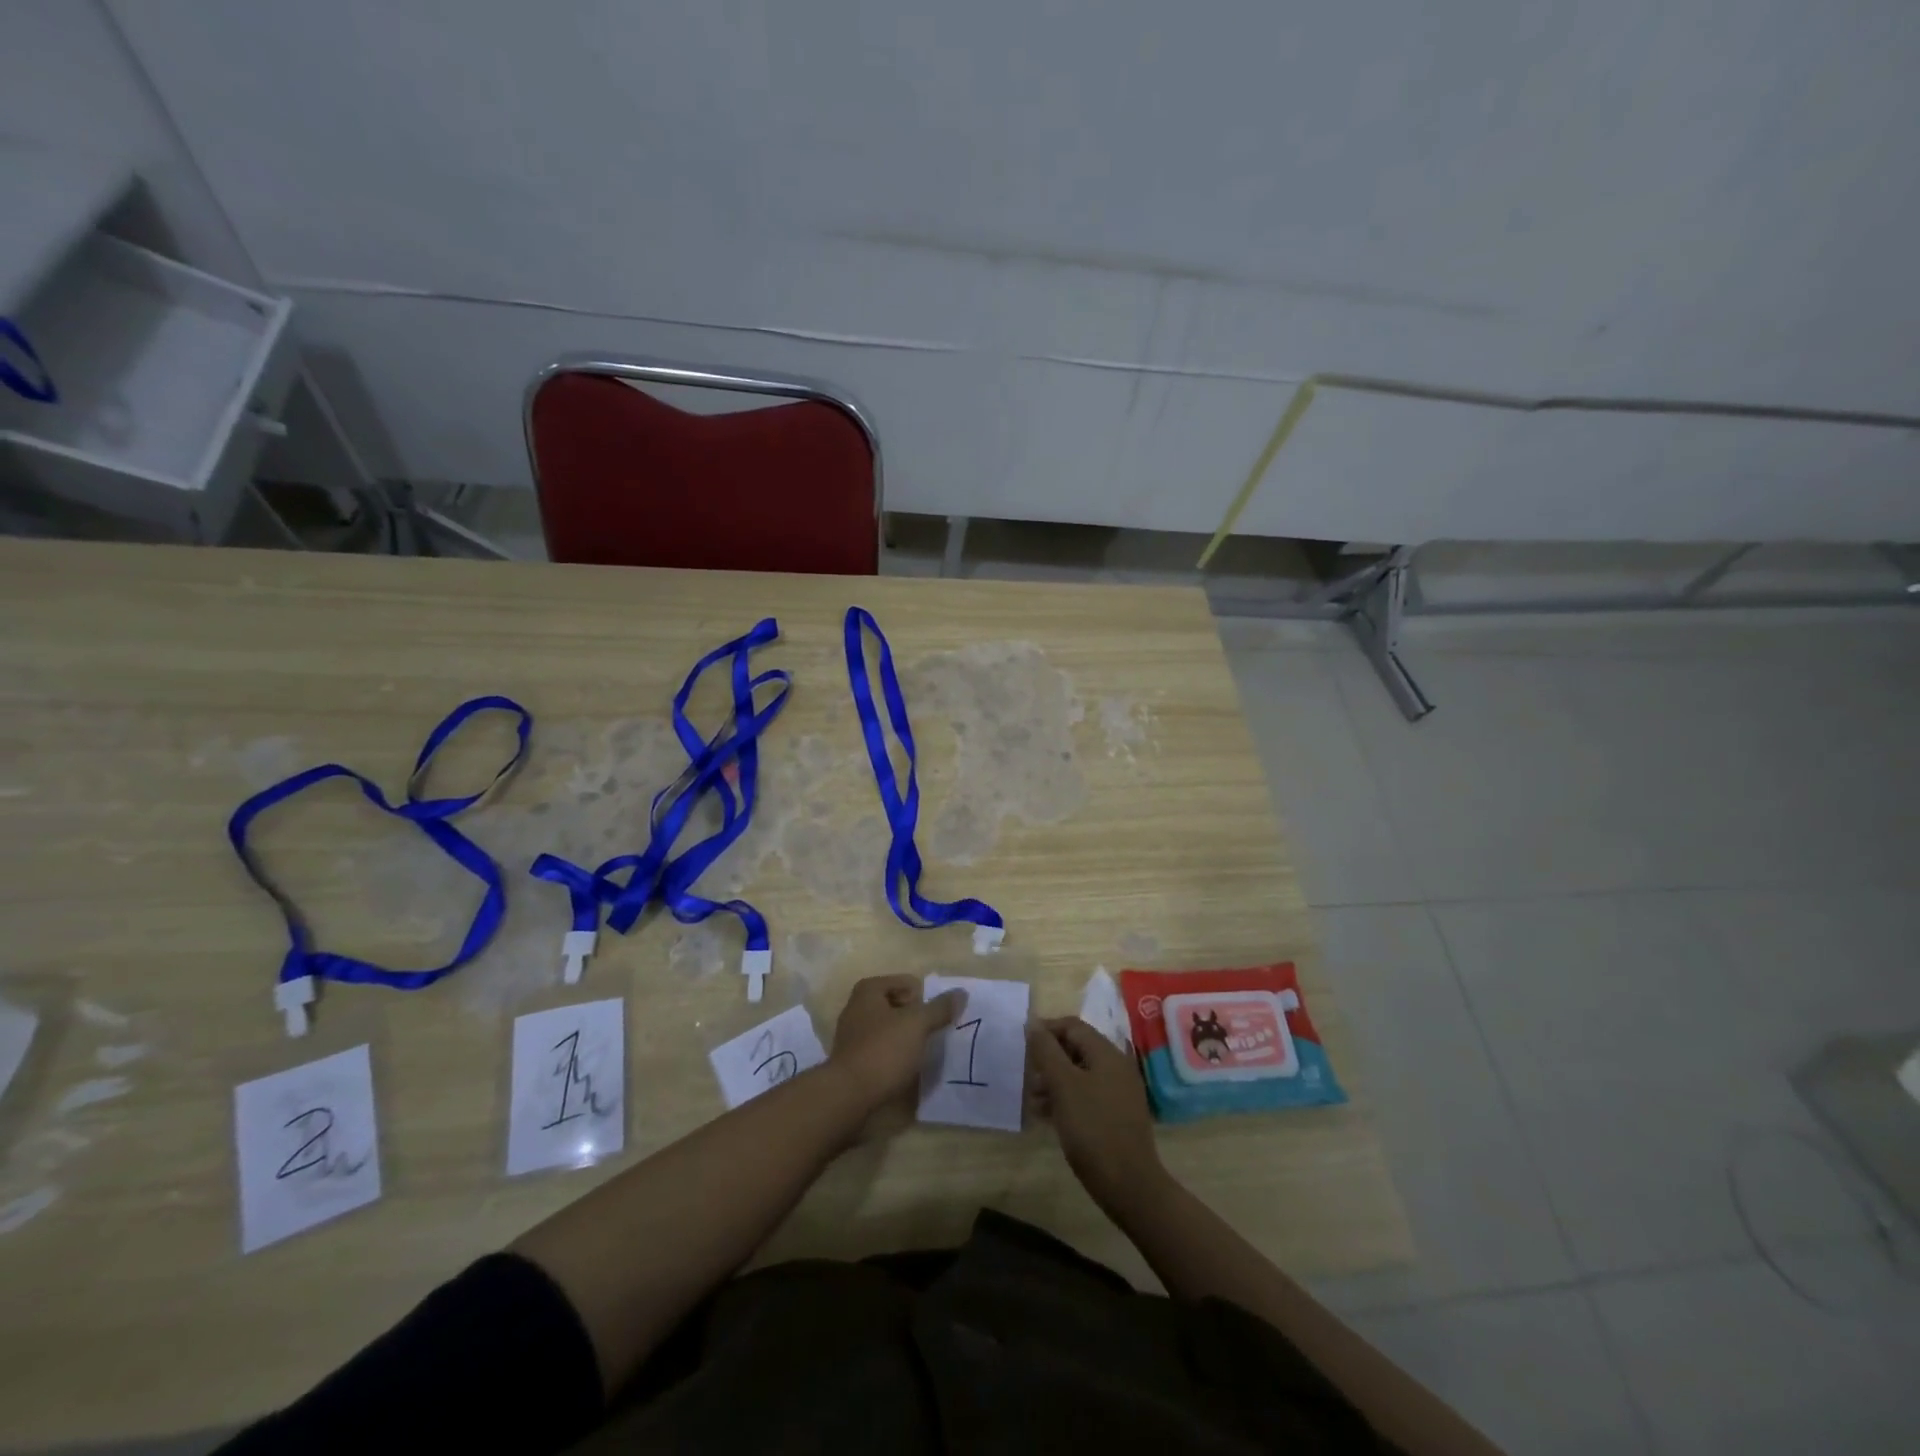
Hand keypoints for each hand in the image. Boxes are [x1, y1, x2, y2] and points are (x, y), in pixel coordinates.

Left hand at [828, 975, 963, 1132]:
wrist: (848, 1095)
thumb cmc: (884, 1050)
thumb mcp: (918, 1024)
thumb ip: (940, 1008)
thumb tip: (961, 992)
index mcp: (868, 990)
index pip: (907, 982)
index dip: (923, 999)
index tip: (932, 1020)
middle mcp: (856, 1007)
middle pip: (897, 1005)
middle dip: (914, 1018)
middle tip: (929, 1035)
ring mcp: (851, 1034)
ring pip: (888, 1028)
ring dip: (905, 1037)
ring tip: (920, 1053)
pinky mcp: (852, 1059)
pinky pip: (880, 1049)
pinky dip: (893, 1055)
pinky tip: (903, 1068)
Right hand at [1027, 1017, 1163, 1212]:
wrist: (1129, 1185)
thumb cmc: (1092, 1128)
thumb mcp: (1063, 1086)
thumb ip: (1046, 1051)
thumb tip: (1033, 1023)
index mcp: (1107, 1054)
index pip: (1073, 1026)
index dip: (1046, 1030)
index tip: (1023, 1045)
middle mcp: (1116, 1067)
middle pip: (1076, 1049)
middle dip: (1049, 1059)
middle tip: (1027, 1075)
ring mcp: (1119, 1092)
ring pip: (1080, 1074)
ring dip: (1054, 1081)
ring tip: (1033, 1100)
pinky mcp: (1117, 1115)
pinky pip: (1087, 1095)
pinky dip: (1067, 1099)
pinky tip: (1048, 1116)